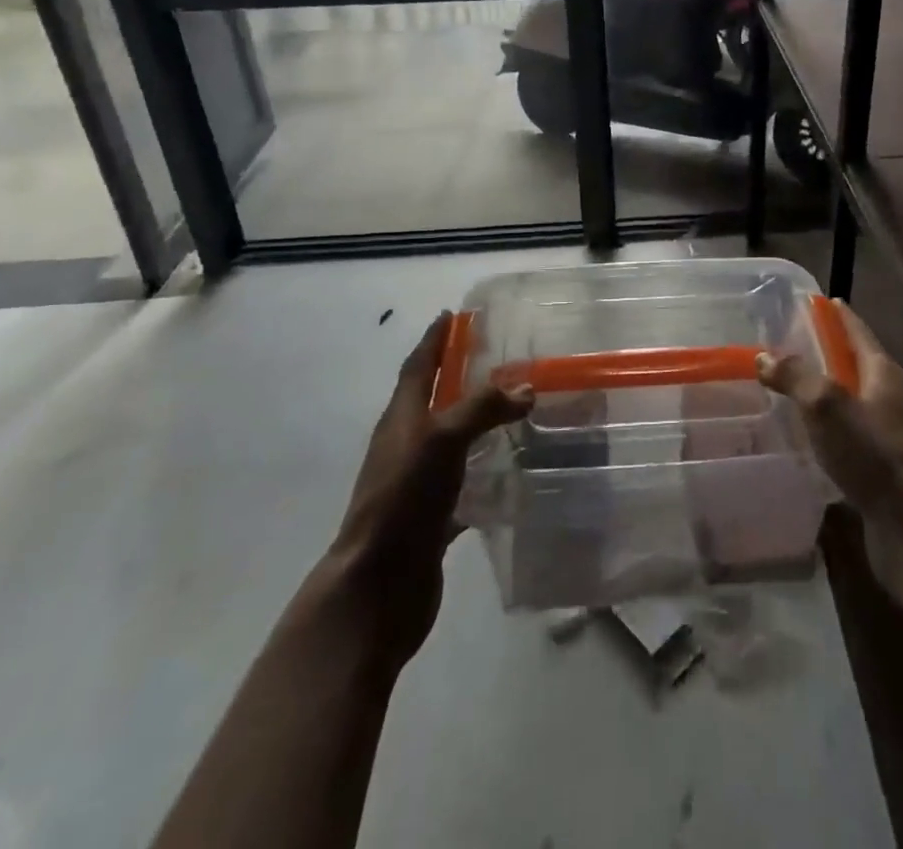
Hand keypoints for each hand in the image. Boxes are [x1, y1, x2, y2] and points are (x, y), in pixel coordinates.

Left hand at [328, 312, 532, 673]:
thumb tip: (525, 389)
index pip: (418, 366)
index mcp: (401, 419)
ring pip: (452, 441)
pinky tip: (516, 471)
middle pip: (434, 400)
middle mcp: (407, 445)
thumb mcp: (441, 439)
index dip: (433, 340)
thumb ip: (483, 408)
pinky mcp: (434, 517)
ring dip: (478, 423)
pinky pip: (466, 484)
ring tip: (517, 409)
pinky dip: (487, 472)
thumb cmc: (403, 499)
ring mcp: (419, 483)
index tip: (451, 315)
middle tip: (498, 357)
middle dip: (459, 376)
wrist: (377, 587)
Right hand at [760, 302, 902, 571]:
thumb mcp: (827, 405)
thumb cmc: (873, 454)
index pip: (857, 332)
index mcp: (883, 373)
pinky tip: (810, 437)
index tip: (819, 301)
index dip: (838, 316)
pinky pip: (851, 433)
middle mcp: (891, 397)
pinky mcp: (883, 465)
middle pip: (857, 363)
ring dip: (828, 391)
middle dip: (829, 352)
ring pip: (854, 400)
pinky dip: (831, 426)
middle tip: (794, 345)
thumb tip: (765, 356)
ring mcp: (890, 433)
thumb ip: (795, 377)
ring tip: (794, 389)